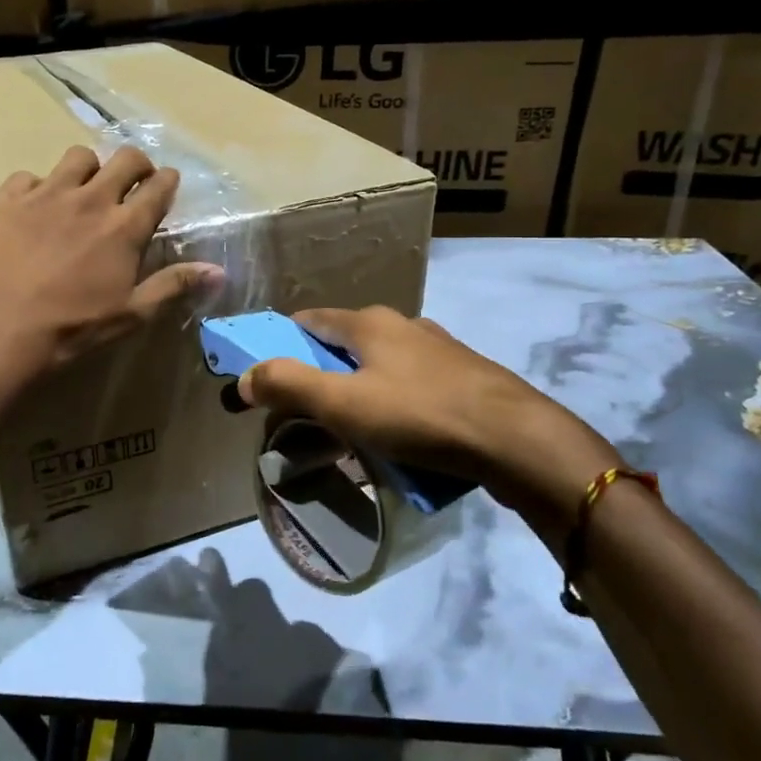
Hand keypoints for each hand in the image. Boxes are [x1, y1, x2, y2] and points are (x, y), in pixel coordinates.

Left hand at [0, 145, 223, 375]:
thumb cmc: (71, 328)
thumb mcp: (130, 314)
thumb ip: (174, 285)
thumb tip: (219, 271)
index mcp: (124, 227)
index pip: (158, 187)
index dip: (167, 181)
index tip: (166, 183)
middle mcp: (90, 199)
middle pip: (125, 159)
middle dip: (136, 164)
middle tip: (132, 180)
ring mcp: (46, 194)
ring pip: (77, 157)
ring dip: (88, 169)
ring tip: (81, 190)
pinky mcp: (6, 198)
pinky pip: (28, 176)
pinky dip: (36, 188)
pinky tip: (31, 210)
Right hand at [237, 306, 623, 545]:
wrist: (517, 440)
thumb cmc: (420, 415)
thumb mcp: (343, 404)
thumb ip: (289, 385)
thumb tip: (244, 376)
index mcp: (370, 322)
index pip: (309, 319)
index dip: (281, 343)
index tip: (267, 376)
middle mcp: (403, 325)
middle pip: (344, 343)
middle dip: (319, 373)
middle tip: (306, 412)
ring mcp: (438, 349)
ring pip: (380, 365)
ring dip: (358, 390)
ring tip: (350, 430)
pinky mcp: (464, 377)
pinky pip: (412, 386)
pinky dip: (393, 404)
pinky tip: (399, 436)